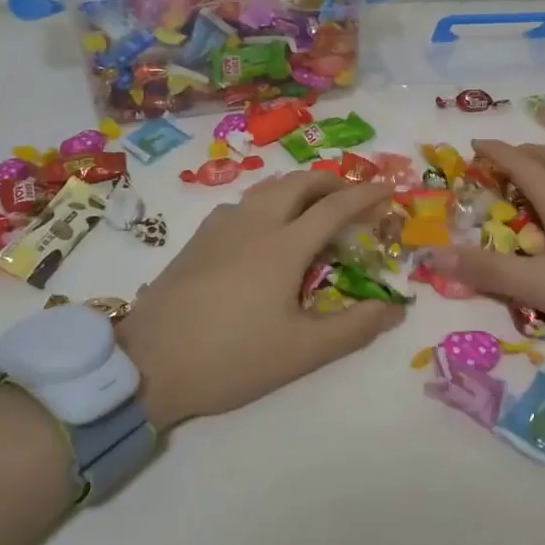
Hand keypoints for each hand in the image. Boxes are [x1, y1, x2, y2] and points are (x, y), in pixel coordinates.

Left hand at [118, 171, 403, 428]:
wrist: (148, 363)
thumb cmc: (231, 357)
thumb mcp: (300, 353)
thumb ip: (353, 328)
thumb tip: (395, 309)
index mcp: (284, 245)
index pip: (334, 207)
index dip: (365, 195)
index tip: (388, 190)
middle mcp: (255, 222)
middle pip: (299, 182)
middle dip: (331, 181)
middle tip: (351, 197)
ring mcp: (222, 226)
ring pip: (268, 187)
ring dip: (299, 187)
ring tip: (313, 207)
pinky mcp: (199, 237)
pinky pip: (244, 202)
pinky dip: (269, 200)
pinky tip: (266, 228)